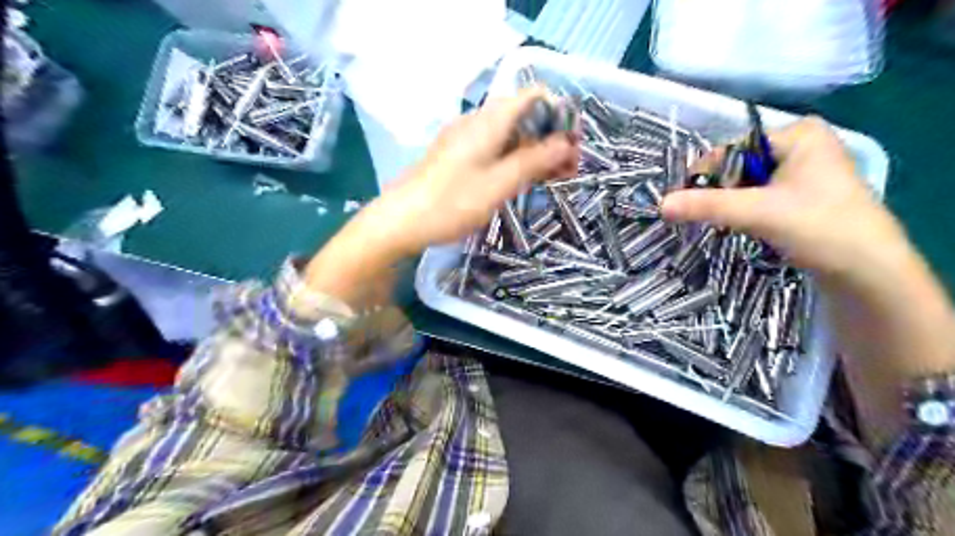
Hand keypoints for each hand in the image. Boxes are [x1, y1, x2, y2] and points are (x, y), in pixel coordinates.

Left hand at [301, 87, 577, 309]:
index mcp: (489, 120)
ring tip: (553, 180)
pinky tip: (523, 181)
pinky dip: (514, 160)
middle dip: (551, 138)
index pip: (534, 97)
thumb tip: (567, 142)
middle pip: (524, 116)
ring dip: (535, 152)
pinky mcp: (458, 157)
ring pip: (510, 135)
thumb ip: (534, 161)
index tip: (573, 146)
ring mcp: (465, 139)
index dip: (559, 115)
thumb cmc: (451, 203)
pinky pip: (495, 149)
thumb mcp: (499, 184)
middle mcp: (478, 122)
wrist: (399, 222)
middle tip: (569, 171)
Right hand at [663, 118, 953, 448]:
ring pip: (732, 190)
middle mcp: (796, 158)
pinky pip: (739, 209)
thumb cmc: (835, 241)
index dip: (699, 164)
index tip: (669, 193)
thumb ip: (711, 205)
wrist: (874, 291)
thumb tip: (658, 204)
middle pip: (730, 166)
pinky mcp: (783, 217)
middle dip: (698, 187)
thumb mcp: (767, 215)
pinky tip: (700, 234)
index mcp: (803, 140)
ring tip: (673, 224)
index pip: (734, 142)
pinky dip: (718, 219)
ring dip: (705, 207)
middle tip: (664, 211)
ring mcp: (789, 189)